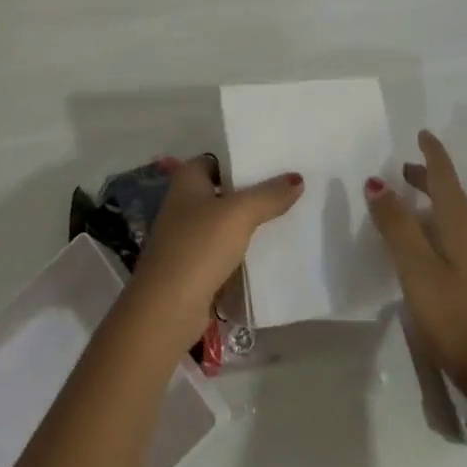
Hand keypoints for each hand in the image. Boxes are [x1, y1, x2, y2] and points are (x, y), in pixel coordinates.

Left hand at [128, 156, 303, 346]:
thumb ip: (269, 195)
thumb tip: (297, 178)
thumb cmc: (199, 247)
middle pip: (224, 190)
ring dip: (250, 222)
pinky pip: (225, 248)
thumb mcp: (239, 214)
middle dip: (253, 191)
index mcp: (187, 179)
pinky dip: (243, 248)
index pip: (219, 159)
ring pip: (226, 221)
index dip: (244, 160)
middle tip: (290, 188)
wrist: (168, 308)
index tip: (276, 162)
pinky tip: (270, 250)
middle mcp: (184, 202)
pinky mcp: (195, 264)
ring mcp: (188, 235)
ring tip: (288, 216)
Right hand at [366, 130, 466, 397]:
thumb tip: (378, 180)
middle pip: (452, 193)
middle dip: (428, 177)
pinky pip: (462, 235)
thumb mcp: (416, 268)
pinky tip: (429, 246)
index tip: (422, 133)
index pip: (444, 174)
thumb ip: (396, 223)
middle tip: (402, 170)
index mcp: (461, 221)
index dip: (432, 152)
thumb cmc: (456, 316)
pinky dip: (441, 225)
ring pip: (457, 215)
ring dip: (433, 202)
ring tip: (409, 205)